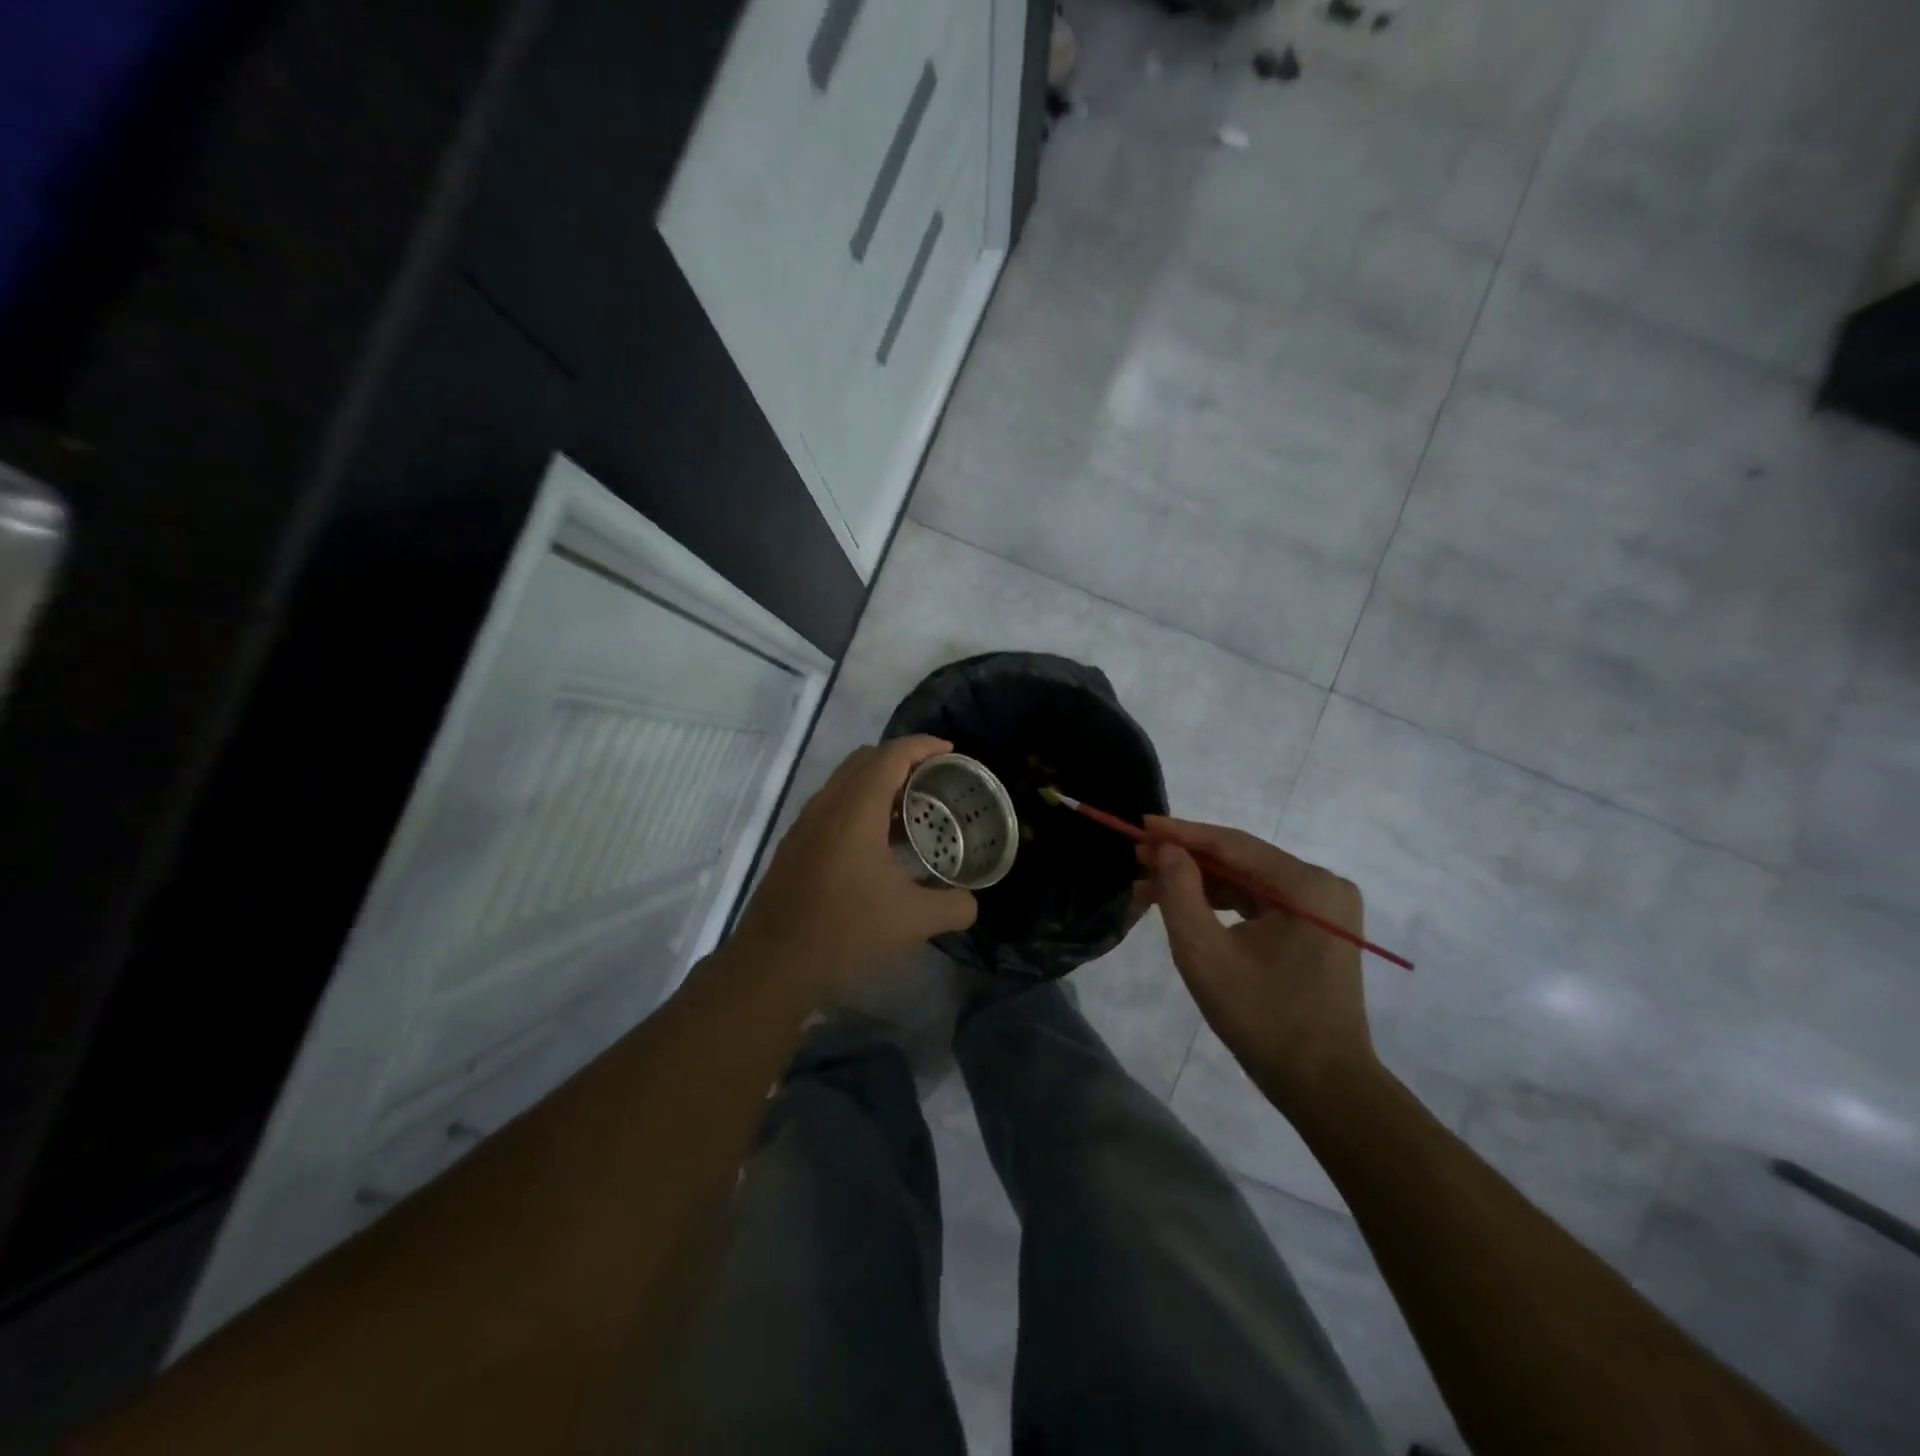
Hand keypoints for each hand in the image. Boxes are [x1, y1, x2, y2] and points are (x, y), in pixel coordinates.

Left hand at [731, 736, 977, 1003]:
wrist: (773, 962)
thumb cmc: (845, 929)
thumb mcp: (913, 921)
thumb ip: (953, 906)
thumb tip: (970, 903)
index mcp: (856, 808)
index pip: (891, 755)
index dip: (923, 745)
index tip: (951, 752)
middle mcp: (827, 804)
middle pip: (866, 759)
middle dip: (902, 759)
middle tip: (935, 779)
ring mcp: (806, 823)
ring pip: (846, 782)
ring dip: (880, 784)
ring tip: (913, 812)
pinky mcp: (795, 845)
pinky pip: (833, 806)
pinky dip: (861, 806)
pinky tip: (880, 845)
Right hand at [1142, 817, 1378, 1114]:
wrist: (1325, 1088)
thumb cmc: (1263, 1019)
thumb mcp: (1206, 954)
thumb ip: (1179, 893)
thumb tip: (1167, 849)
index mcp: (1308, 886)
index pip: (1233, 845)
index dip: (1181, 833)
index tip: (1139, 826)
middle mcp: (1322, 887)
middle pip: (1241, 861)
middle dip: (1187, 860)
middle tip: (1138, 857)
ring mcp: (1323, 910)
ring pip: (1248, 882)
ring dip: (1200, 883)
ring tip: (1150, 883)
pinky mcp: (1316, 931)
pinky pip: (1261, 903)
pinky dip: (1222, 903)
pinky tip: (1185, 905)